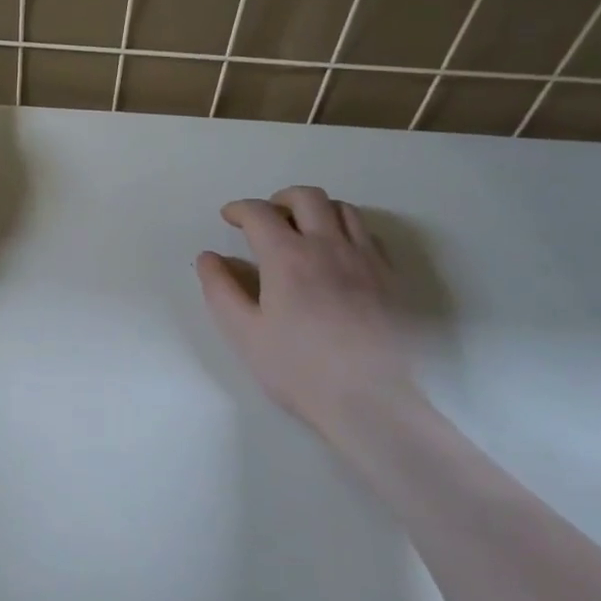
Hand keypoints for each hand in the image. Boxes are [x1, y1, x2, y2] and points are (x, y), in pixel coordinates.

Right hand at [196, 186, 413, 434]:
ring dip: (317, 210)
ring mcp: (366, 259)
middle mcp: (329, 246)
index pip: (259, 213)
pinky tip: (339, 255)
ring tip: (304, 231)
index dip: (239, 209)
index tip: (229, 217)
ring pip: (343, 209)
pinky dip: (347, 230)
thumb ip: (221, 289)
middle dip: (280, 199)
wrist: (372, 402)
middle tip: (267, 218)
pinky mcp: (392, 278)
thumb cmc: (299, 369)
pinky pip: (368, 234)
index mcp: (288, 257)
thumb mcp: (244, 333)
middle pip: (307, 197)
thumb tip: (208, 258)